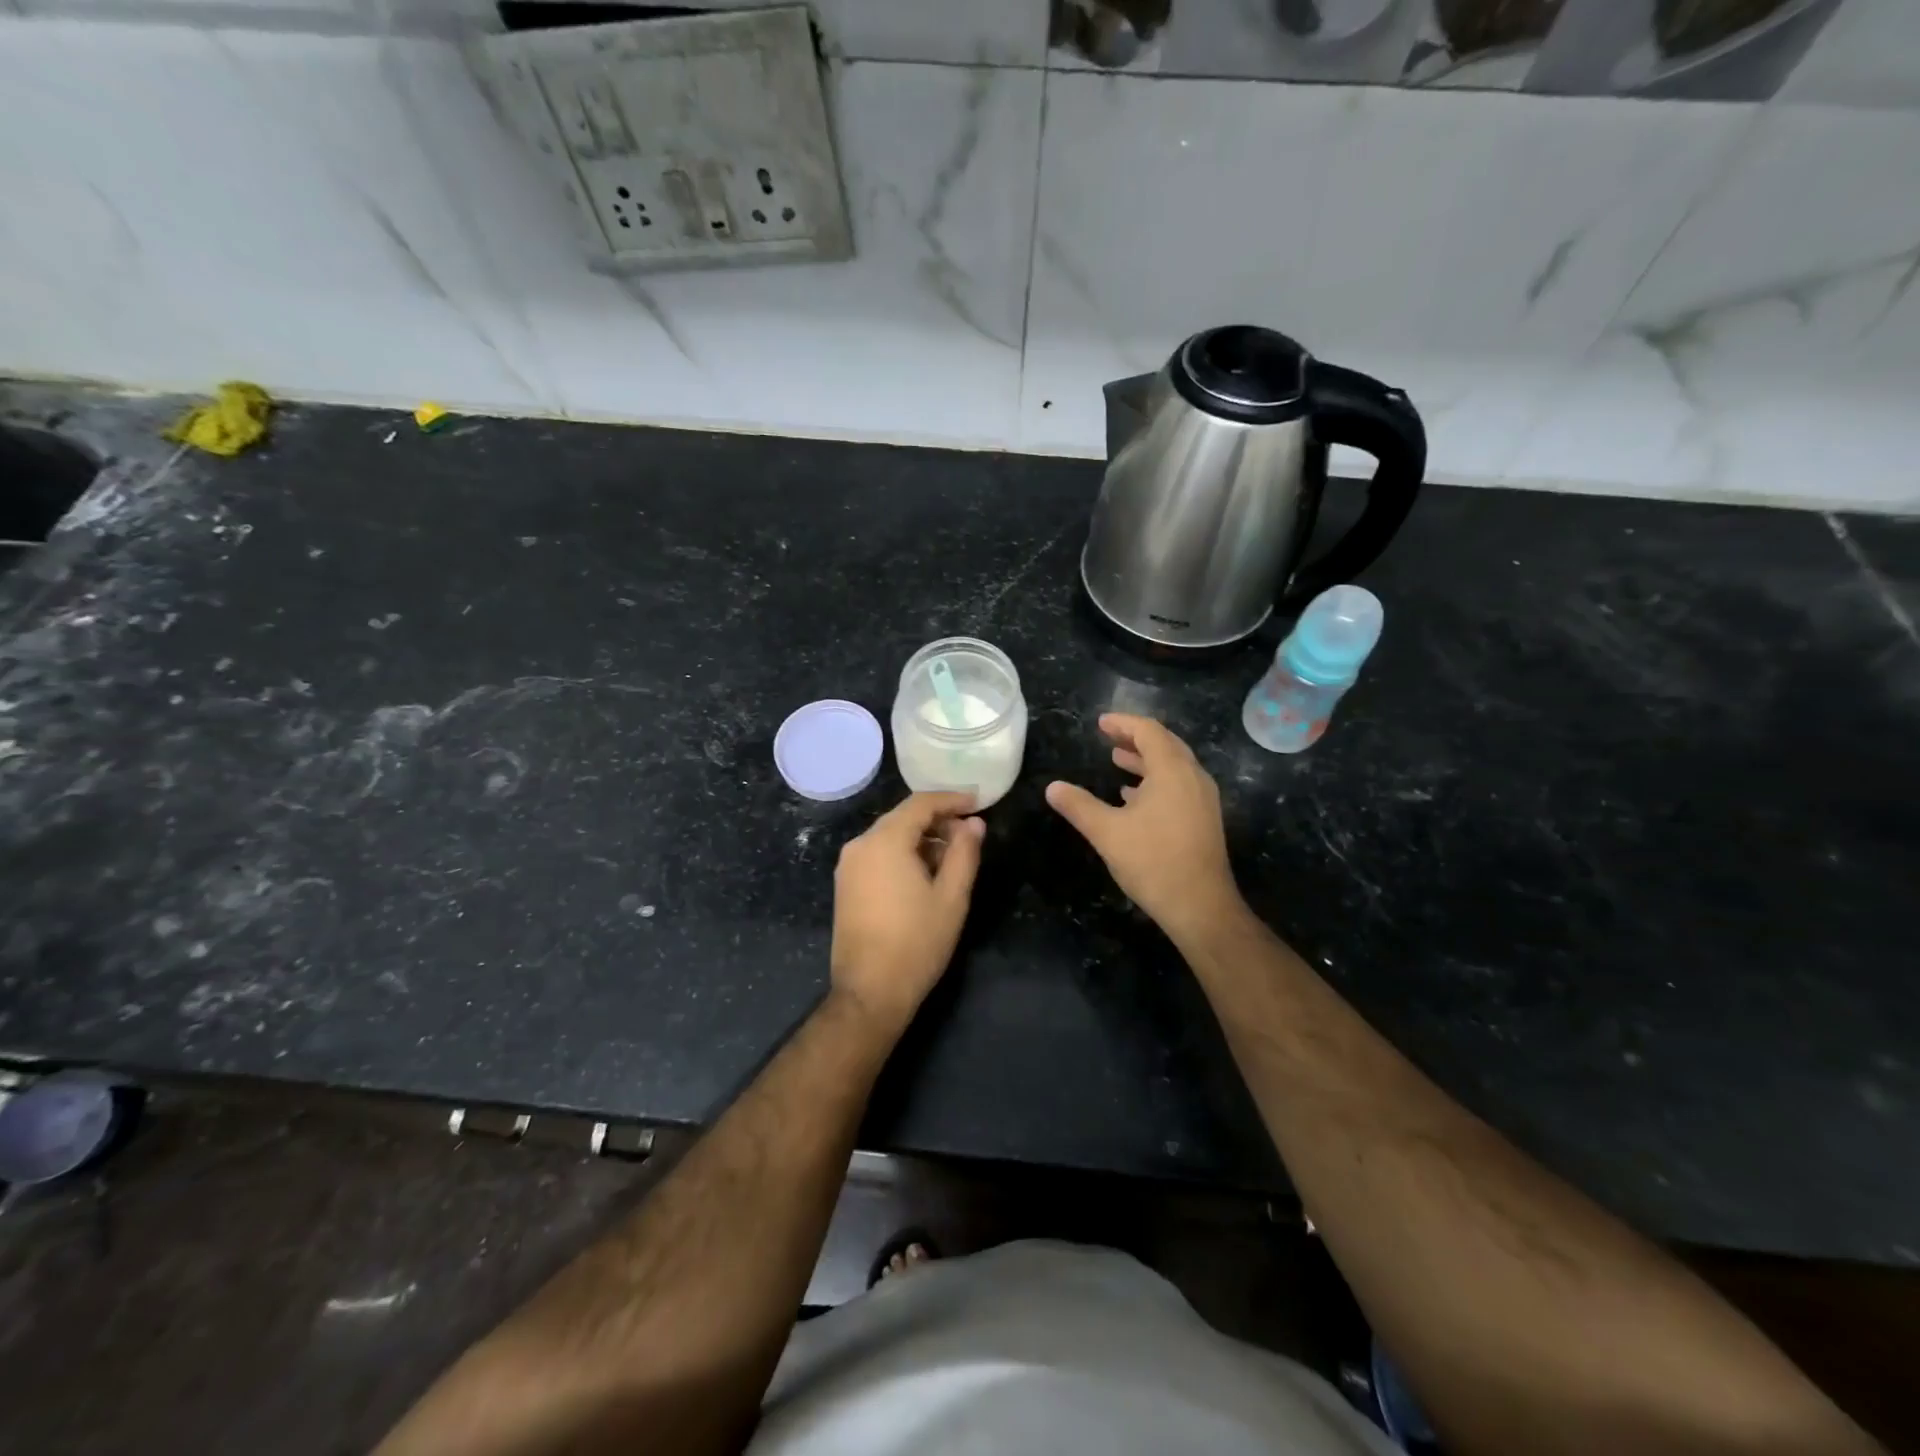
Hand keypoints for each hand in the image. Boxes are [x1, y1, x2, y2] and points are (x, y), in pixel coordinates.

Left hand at [830, 792, 984, 1032]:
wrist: (869, 992)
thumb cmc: (917, 942)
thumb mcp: (952, 896)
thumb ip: (965, 853)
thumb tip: (974, 823)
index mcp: (884, 841)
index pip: (921, 803)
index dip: (952, 799)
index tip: (978, 802)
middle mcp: (860, 845)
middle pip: (903, 817)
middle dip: (938, 820)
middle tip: (970, 834)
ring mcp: (848, 866)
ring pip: (890, 836)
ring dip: (922, 839)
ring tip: (953, 858)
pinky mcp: (845, 885)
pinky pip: (878, 855)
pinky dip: (904, 854)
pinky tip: (926, 874)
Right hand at [1046, 714, 1241, 940]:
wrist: (1200, 906)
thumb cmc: (1153, 862)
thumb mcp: (1107, 832)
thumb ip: (1079, 806)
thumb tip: (1052, 787)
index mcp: (1172, 771)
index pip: (1149, 732)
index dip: (1123, 723)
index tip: (1100, 723)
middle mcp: (1193, 777)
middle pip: (1165, 744)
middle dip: (1135, 737)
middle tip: (1108, 735)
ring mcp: (1202, 799)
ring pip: (1174, 766)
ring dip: (1145, 759)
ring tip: (1117, 759)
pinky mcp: (1204, 818)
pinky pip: (1179, 785)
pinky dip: (1155, 780)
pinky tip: (1133, 795)